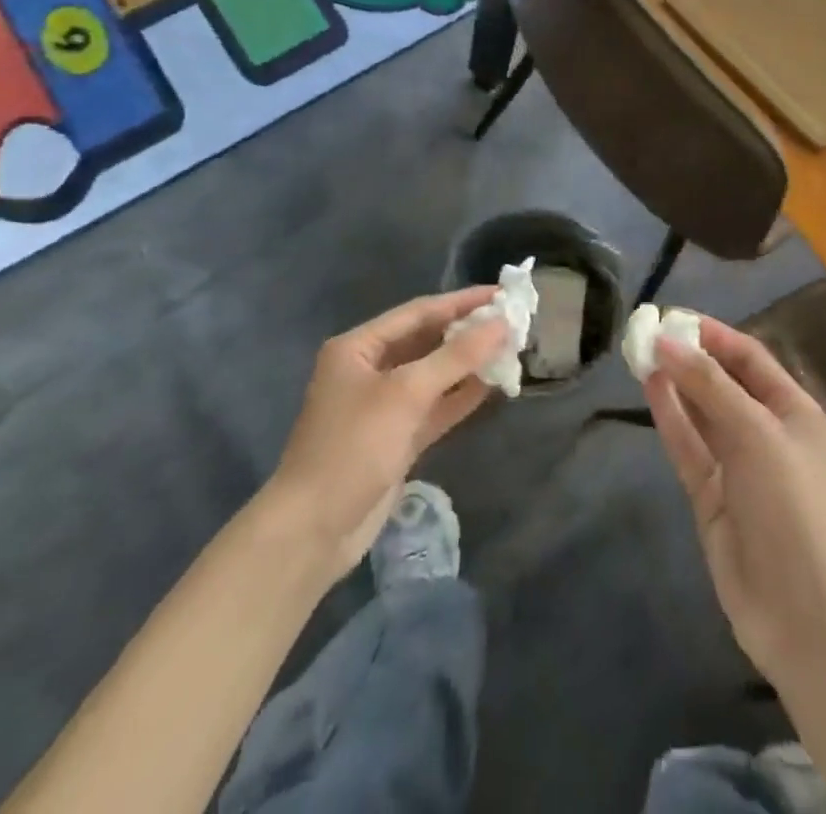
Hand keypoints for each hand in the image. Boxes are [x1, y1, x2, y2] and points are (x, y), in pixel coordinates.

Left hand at [266, 287, 508, 581]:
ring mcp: (383, 405)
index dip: (462, 302)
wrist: (313, 531)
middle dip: (468, 332)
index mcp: (359, 347)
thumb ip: (456, 356)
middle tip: (512, 321)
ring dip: (469, 363)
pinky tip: (493, 385)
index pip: (419, 312)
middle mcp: (370, 369)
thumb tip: (502, 324)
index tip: (503, 294)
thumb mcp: (406, 394)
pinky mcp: (396, 437)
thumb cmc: (353, 447)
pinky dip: (461, 396)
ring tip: (510, 349)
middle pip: (427, 340)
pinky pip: (435, 406)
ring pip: (434, 374)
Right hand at [645, 319, 825, 681]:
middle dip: (690, 357)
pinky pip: (689, 446)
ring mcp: (738, 465)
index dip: (714, 335)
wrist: (800, 609)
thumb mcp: (755, 432)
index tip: (674, 317)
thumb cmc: (789, 504)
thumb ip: (709, 386)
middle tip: (648, 332)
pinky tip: (649, 388)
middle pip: (723, 382)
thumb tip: (667, 342)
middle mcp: (766, 431)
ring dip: (676, 383)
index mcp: (793, 410)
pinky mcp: (712, 495)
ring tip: (641, 353)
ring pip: (701, 412)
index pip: (750, 357)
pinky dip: (670, 418)